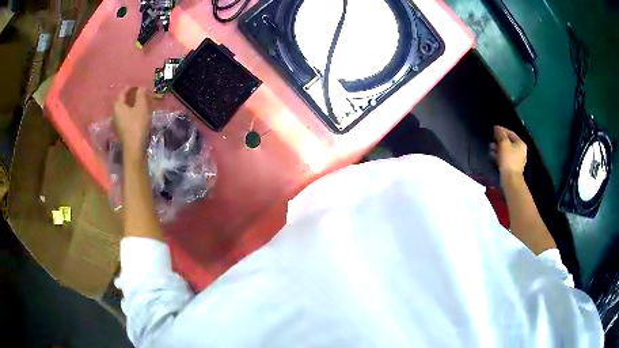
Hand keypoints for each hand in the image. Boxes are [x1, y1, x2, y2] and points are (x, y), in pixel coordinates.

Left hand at [113, 87, 151, 160]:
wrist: (134, 148)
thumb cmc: (137, 125)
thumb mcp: (142, 106)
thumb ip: (141, 94)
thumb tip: (141, 87)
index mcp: (118, 106)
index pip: (123, 92)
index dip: (130, 87)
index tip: (138, 85)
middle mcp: (114, 113)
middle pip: (122, 101)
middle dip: (130, 96)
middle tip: (140, 94)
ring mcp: (116, 124)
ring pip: (123, 110)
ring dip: (130, 105)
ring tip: (139, 104)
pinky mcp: (120, 131)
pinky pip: (125, 118)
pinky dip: (130, 113)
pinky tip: (137, 115)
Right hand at [490, 125, 526, 175]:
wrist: (510, 179)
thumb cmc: (508, 159)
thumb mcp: (503, 143)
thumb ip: (500, 134)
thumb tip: (497, 128)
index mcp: (520, 143)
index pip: (510, 133)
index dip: (501, 130)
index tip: (493, 129)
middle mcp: (520, 151)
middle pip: (508, 142)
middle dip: (499, 140)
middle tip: (491, 139)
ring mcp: (517, 160)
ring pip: (506, 151)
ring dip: (498, 148)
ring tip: (490, 148)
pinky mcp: (512, 167)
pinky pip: (505, 158)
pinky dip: (499, 156)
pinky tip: (492, 156)